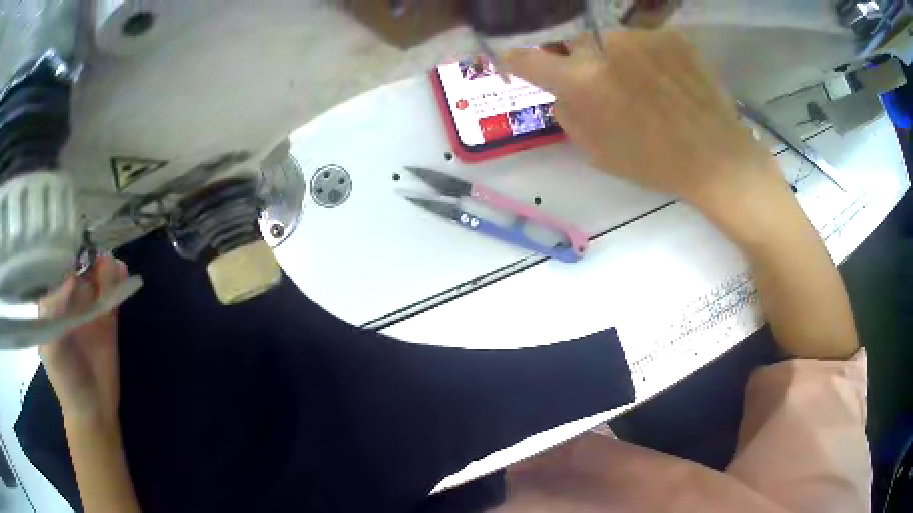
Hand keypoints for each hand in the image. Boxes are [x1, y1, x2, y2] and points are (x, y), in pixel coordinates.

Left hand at [39, 256, 126, 426]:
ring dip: (105, 266)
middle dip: (87, 254)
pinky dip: (118, 280)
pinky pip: (113, 293)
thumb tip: (72, 279)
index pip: (56, 267)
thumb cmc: (66, 380)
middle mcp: (70, 299)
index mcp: (52, 302)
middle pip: (79, 266)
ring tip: (112, 267)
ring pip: (97, 276)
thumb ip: (54, 314)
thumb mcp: (52, 348)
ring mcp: (90, 308)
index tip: (74, 241)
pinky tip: (122, 274)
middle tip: (96, 254)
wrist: (93, 410)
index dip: (64, 251)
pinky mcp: (108, 318)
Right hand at [504, 30, 780, 216]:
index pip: (529, 57)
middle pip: (568, 36)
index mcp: (582, 82)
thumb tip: (558, 91)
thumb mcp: (597, 153)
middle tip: (589, 73)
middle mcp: (605, 47)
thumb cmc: (655, 162)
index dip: (517, 58)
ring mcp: (639, 35)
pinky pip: (640, 36)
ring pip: (606, 34)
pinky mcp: (667, 34)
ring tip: (634, 77)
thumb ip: (567, 116)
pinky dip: (641, 51)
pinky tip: (660, 74)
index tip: (516, 59)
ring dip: (608, 51)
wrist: (716, 156)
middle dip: (570, 53)